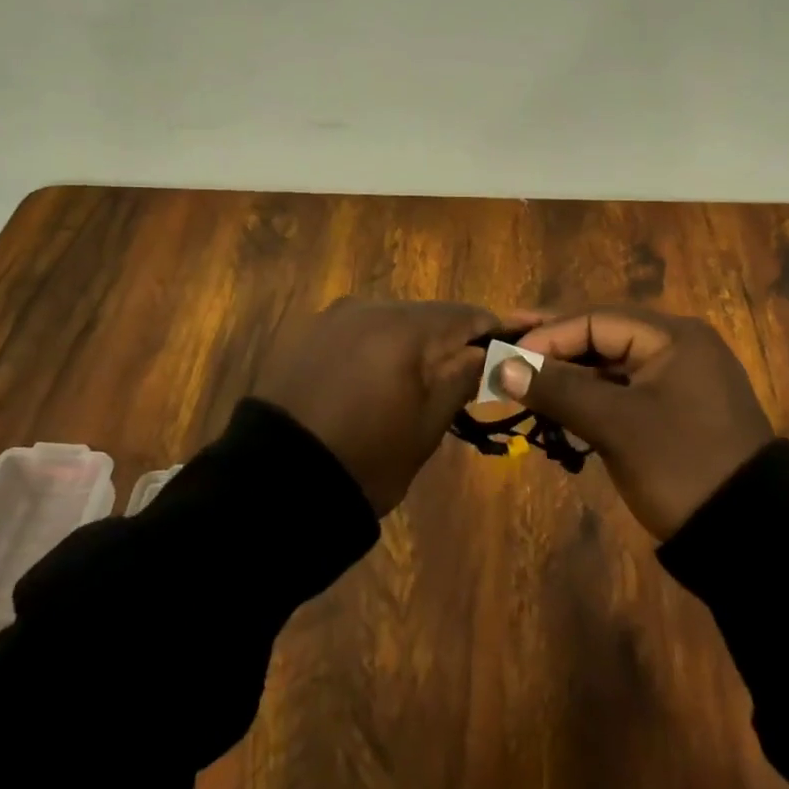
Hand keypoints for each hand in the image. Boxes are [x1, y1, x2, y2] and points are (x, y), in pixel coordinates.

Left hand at [253, 296, 501, 515]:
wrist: (273, 481)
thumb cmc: (365, 459)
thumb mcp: (426, 426)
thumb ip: (460, 378)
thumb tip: (488, 350)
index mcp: (403, 327)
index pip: (464, 315)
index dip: (493, 328)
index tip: (516, 343)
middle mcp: (369, 307)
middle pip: (426, 315)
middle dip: (450, 338)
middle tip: (467, 371)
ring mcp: (333, 317)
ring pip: (390, 321)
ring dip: (411, 343)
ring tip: (418, 380)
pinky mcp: (308, 333)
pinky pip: (358, 331)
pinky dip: (377, 347)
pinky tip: (375, 378)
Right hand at [501, 308, 775, 539]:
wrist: (752, 541)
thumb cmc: (681, 466)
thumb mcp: (615, 425)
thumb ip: (557, 389)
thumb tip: (499, 366)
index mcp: (673, 336)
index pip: (595, 320)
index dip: (547, 336)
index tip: (506, 355)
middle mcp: (678, 347)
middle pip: (601, 336)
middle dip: (553, 347)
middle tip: (505, 346)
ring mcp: (679, 380)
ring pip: (610, 365)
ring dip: (568, 372)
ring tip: (522, 376)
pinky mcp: (676, 411)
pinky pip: (623, 390)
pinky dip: (590, 396)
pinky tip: (557, 402)